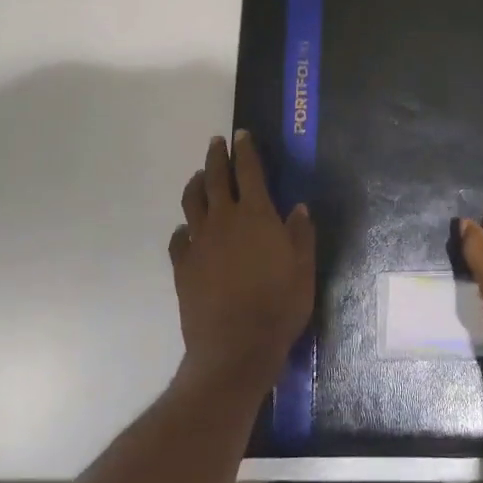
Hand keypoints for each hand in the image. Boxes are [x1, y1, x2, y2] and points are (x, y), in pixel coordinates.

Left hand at [169, 131, 314, 392]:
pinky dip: (183, 228)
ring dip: (195, 184)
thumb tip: (297, 207)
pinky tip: (186, 230)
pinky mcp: (183, 266)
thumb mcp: (303, 267)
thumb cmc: (279, 305)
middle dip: (216, 157)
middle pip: (215, 178)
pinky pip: (179, 238)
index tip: (241, 135)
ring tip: (198, 176)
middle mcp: (224, 219)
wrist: (235, 347)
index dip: (245, 150)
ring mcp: (199, 241)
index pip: (248, 171)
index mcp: (256, 214)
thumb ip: (300, 233)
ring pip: (192, 202)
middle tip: (217, 143)